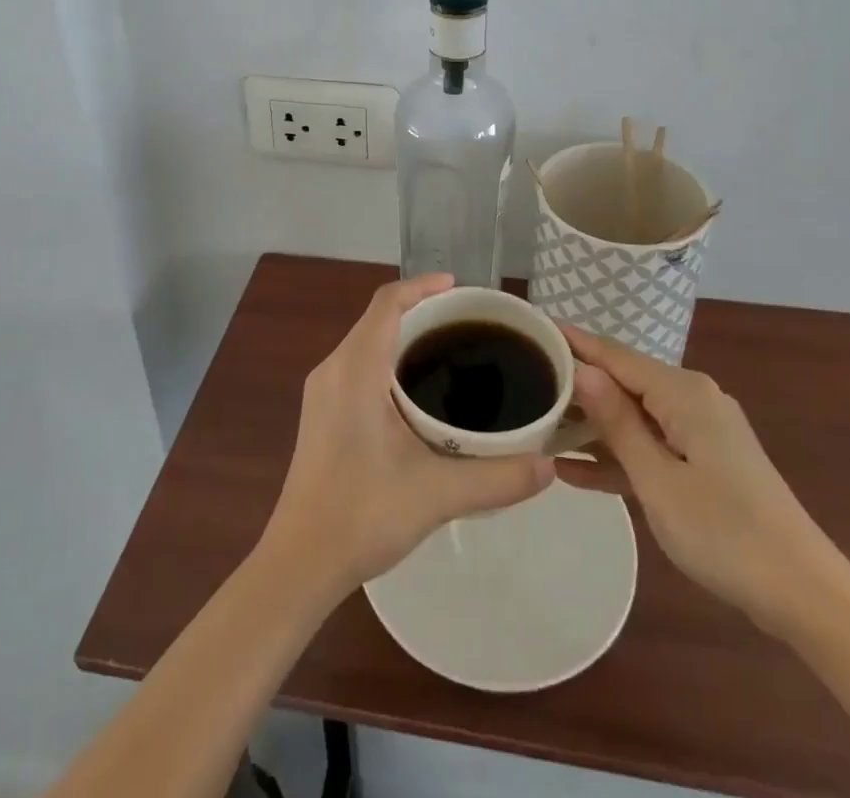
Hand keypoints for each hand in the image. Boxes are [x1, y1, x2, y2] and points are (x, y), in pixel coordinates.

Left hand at [261, 273, 555, 594]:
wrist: (300, 563)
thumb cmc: (361, 515)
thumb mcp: (436, 494)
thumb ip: (496, 477)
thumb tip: (549, 466)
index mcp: (355, 369)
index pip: (387, 303)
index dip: (422, 286)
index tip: (459, 288)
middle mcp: (334, 369)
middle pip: (378, 318)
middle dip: (421, 311)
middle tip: (468, 325)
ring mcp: (324, 392)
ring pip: (367, 342)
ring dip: (404, 337)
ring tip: (450, 352)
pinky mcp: (322, 414)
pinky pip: (359, 365)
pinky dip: (390, 361)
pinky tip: (418, 394)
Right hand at [559, 323, 840, 633]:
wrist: (805, 595)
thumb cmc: (726, 533)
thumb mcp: (658, 480)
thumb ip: (617, 423)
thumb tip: (582, 369)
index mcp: (682, 392)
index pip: (614, 355)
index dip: (573, 341)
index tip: (532, 326)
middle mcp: (691, 399)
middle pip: (622, 382)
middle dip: (576, 385)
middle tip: (525, 382)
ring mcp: (700, 431)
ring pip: (633, 416)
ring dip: (592, 426)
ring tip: (538, 426)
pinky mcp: (704, 461)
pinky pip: (651, 446)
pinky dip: (619, 457)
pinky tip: (573, 472)